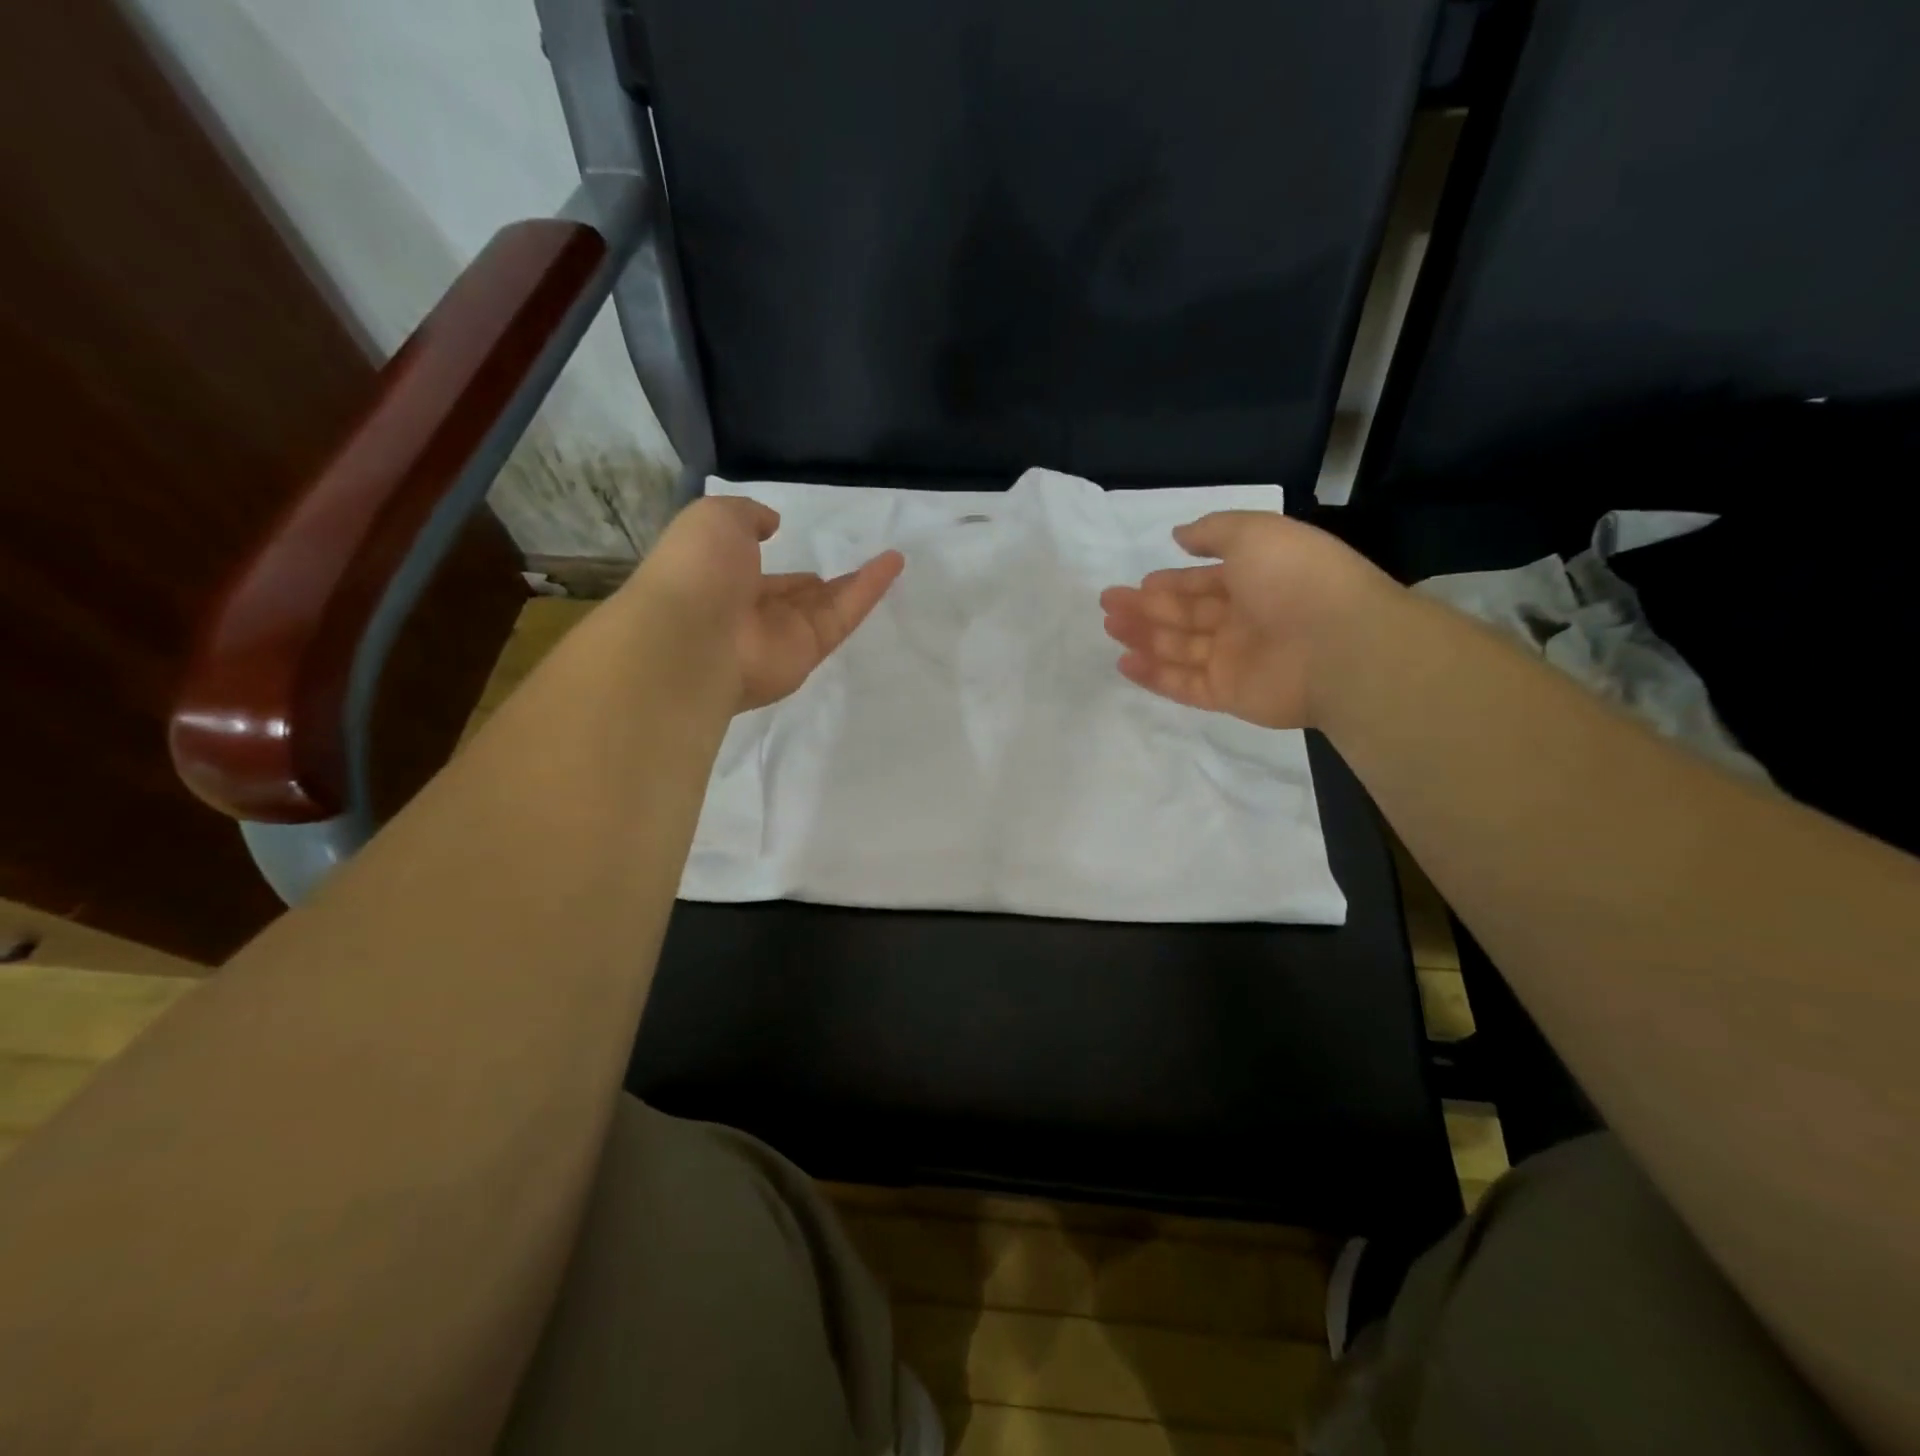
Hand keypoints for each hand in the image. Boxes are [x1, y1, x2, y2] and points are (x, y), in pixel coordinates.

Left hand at [628, 496, 903, 711]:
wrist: (695, 638)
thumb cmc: (698, 570)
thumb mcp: (715, 518)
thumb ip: (747, 516)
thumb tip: (772, 524)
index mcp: (718, 579)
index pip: (750, 569)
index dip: (767, 555)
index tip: (784, 538)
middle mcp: (750, 612)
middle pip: (792, 596)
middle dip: (813, 584)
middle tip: (842, 565)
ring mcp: (781, 636)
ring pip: (825, 606)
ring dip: (855, 583)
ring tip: (889, 561)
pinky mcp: (810, 651)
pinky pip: (843, 615)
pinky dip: (869, 589)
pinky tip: (893, 563)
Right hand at [1099, 511, 1390, 729]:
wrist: (1340, 645)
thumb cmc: (1296, 579)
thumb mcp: (1256, 533)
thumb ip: (1213, 532)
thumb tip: (1179, 535)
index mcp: (1255, 580)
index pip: (1203, 583)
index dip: (1170, 582)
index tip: (1137, 584)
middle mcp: (1244, 620)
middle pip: (1186, 615)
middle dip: (1146, 608)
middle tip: (1108, 604)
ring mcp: (1236, 660)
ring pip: (1180, 649)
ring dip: (1144, 637)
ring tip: (1109, 627)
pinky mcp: (1228, 694)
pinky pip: (1184, 685)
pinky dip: (1154, 676)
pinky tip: (1124, 664)